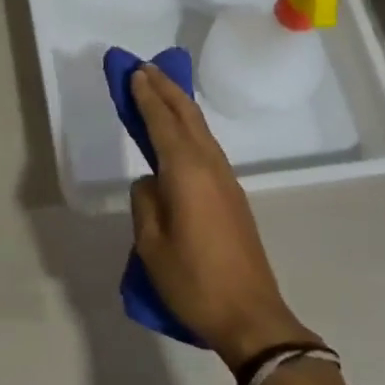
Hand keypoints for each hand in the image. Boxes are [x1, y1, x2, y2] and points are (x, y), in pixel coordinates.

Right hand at [129, 65, 318, 367]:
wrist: (251, 317)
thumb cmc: (194, 281)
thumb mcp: (151, 244)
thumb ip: (145, 202)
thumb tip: (152, 182)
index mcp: (186, 172)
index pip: (162, 122)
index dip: (146, 96)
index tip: (134, 72)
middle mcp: (209, 166)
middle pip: (187, 116)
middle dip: (166, 88)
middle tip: (145, 67)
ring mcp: (226, 180)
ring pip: (200, 129)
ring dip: (179, 104)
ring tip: (160, 88)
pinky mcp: (232, 195)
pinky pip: (206, 146)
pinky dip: (189, 127)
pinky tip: (180, 131)